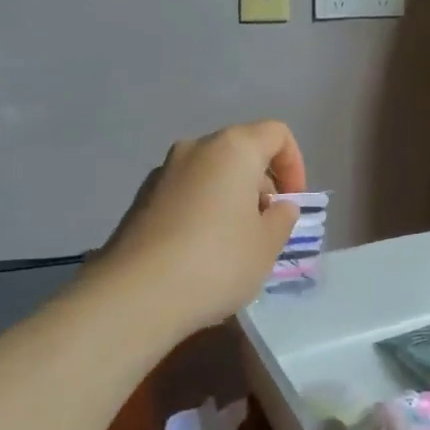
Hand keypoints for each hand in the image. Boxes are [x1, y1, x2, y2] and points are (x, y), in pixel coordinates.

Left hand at [103, 120, 306, 332]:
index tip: (292, 203)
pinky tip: (202, 253)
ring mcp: (163, 173)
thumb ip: (282, 218)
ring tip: (235, 245)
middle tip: (267, 228)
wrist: (135, 295)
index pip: (276, 134)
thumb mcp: (267, 245)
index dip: (295, 165)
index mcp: (233, 149)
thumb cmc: (217, 262)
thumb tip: (278, 206)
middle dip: (262, 185)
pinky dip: (204, 211)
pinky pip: (187, 194)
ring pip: (212, 174)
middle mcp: (195, 149)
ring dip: (232, 199)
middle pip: (242, 152)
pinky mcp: (141, 200)